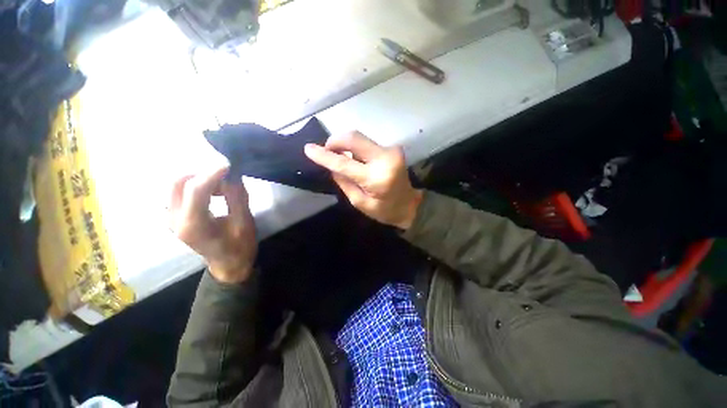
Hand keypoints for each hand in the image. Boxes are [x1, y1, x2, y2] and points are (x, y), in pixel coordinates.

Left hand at [169, 166, 256, 283]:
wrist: (228, 264)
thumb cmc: (239, 247)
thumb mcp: (244, 223)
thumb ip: (237, 198)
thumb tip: (233, 175)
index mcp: (193, 226)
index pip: (195, 190)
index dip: (212, 173)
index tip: (230, 165)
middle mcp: (174, 219)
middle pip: (178, 182)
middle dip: (203, 173)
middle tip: (226, 177)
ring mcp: (170, 217)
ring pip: (176, 184)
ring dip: (199, 178)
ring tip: (222, 186)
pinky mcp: (174, 216)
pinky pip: (179, 191)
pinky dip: (196, 185)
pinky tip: (213, 192)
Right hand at [304, 132, 422, 229]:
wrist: (411, 205)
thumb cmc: (385, 210)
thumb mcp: (360, 203)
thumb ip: (344, 182)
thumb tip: (331, 165)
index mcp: (376, 178)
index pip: (344, 163)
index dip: (325, 155)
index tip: (308, 149)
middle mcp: (385, 158)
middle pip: (353, 138)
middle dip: (335, 141)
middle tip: (326, 151)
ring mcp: (391, 150)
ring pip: (359, 138)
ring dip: (345, 145)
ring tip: (340, 157)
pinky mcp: (392, 148)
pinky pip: (367, 143)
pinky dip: (356, 148)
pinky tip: (355, 159)